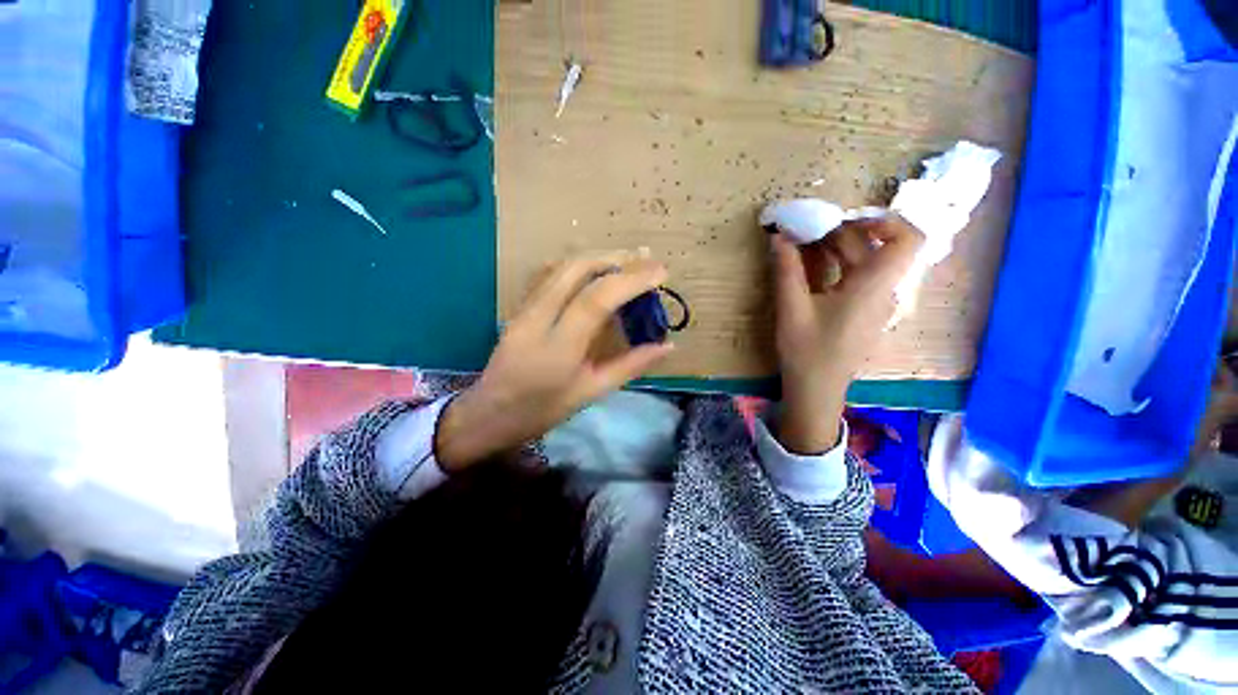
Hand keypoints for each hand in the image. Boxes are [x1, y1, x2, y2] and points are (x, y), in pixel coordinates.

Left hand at [435, 251, 673, 470]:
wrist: (489, 413)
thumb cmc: (543, 410)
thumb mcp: (592, 393)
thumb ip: (630, 366)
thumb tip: (667, 346)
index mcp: (559, 348)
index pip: (596, 300)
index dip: (631, 280)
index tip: (660, 272)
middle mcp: (537, 320)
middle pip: (575, 270)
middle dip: (615, 258)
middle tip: (645, 259)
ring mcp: (523, 309)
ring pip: (560, 267)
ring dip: (596, 257)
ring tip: (626, 260)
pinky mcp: (518, 306)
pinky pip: (548, 274)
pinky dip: (577, 265)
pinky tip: (594, 269)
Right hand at [770, 216, 922, 452]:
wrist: (817, 390)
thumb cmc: (808, 352)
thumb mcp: (792, 309)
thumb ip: (787, 271)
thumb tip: (779, 237)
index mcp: (872, 288)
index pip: (907, 240)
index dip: (883, 221)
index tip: (845, 220)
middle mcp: (880, 291)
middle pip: (874, 248)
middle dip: (840, 233)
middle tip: (804, 231)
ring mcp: (872, 303)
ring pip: (862, 263)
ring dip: (834, 250)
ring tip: (800, 246)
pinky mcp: (860, 312)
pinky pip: (854, 279)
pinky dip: (834, 267)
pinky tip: (808, 269)